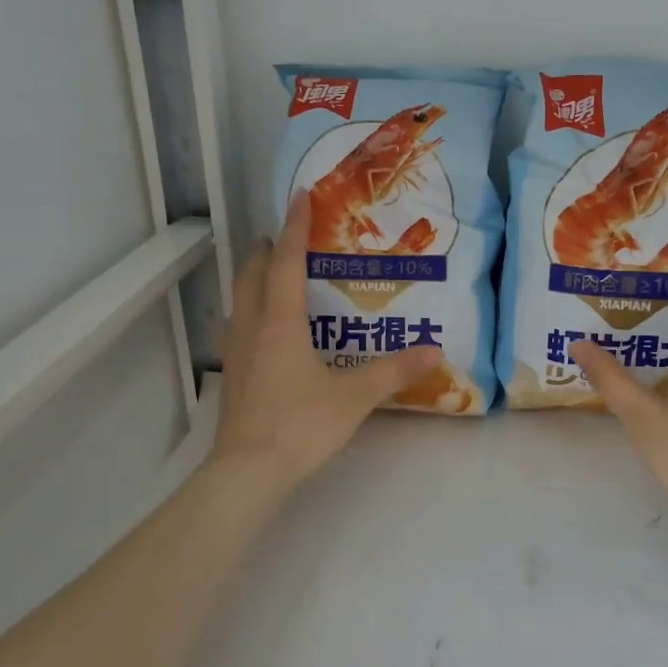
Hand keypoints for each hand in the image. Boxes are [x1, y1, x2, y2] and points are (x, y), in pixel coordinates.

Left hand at [210, 192, 442, 493]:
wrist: (249, 472)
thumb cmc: (301, 425)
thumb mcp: (354, 397)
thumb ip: (393, 371)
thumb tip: (434, 350)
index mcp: (280, 323)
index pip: (287, 262)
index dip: (295, 227)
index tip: (299, 195)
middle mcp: (252, 328)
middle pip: (252, 275)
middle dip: (269, 251)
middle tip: (288, 239)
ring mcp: (236, 353)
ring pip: (239, 301)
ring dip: (254, 281)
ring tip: (276, 278)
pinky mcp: (233, 377)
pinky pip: (239, 328)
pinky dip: (251, 313)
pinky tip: (266, 332)